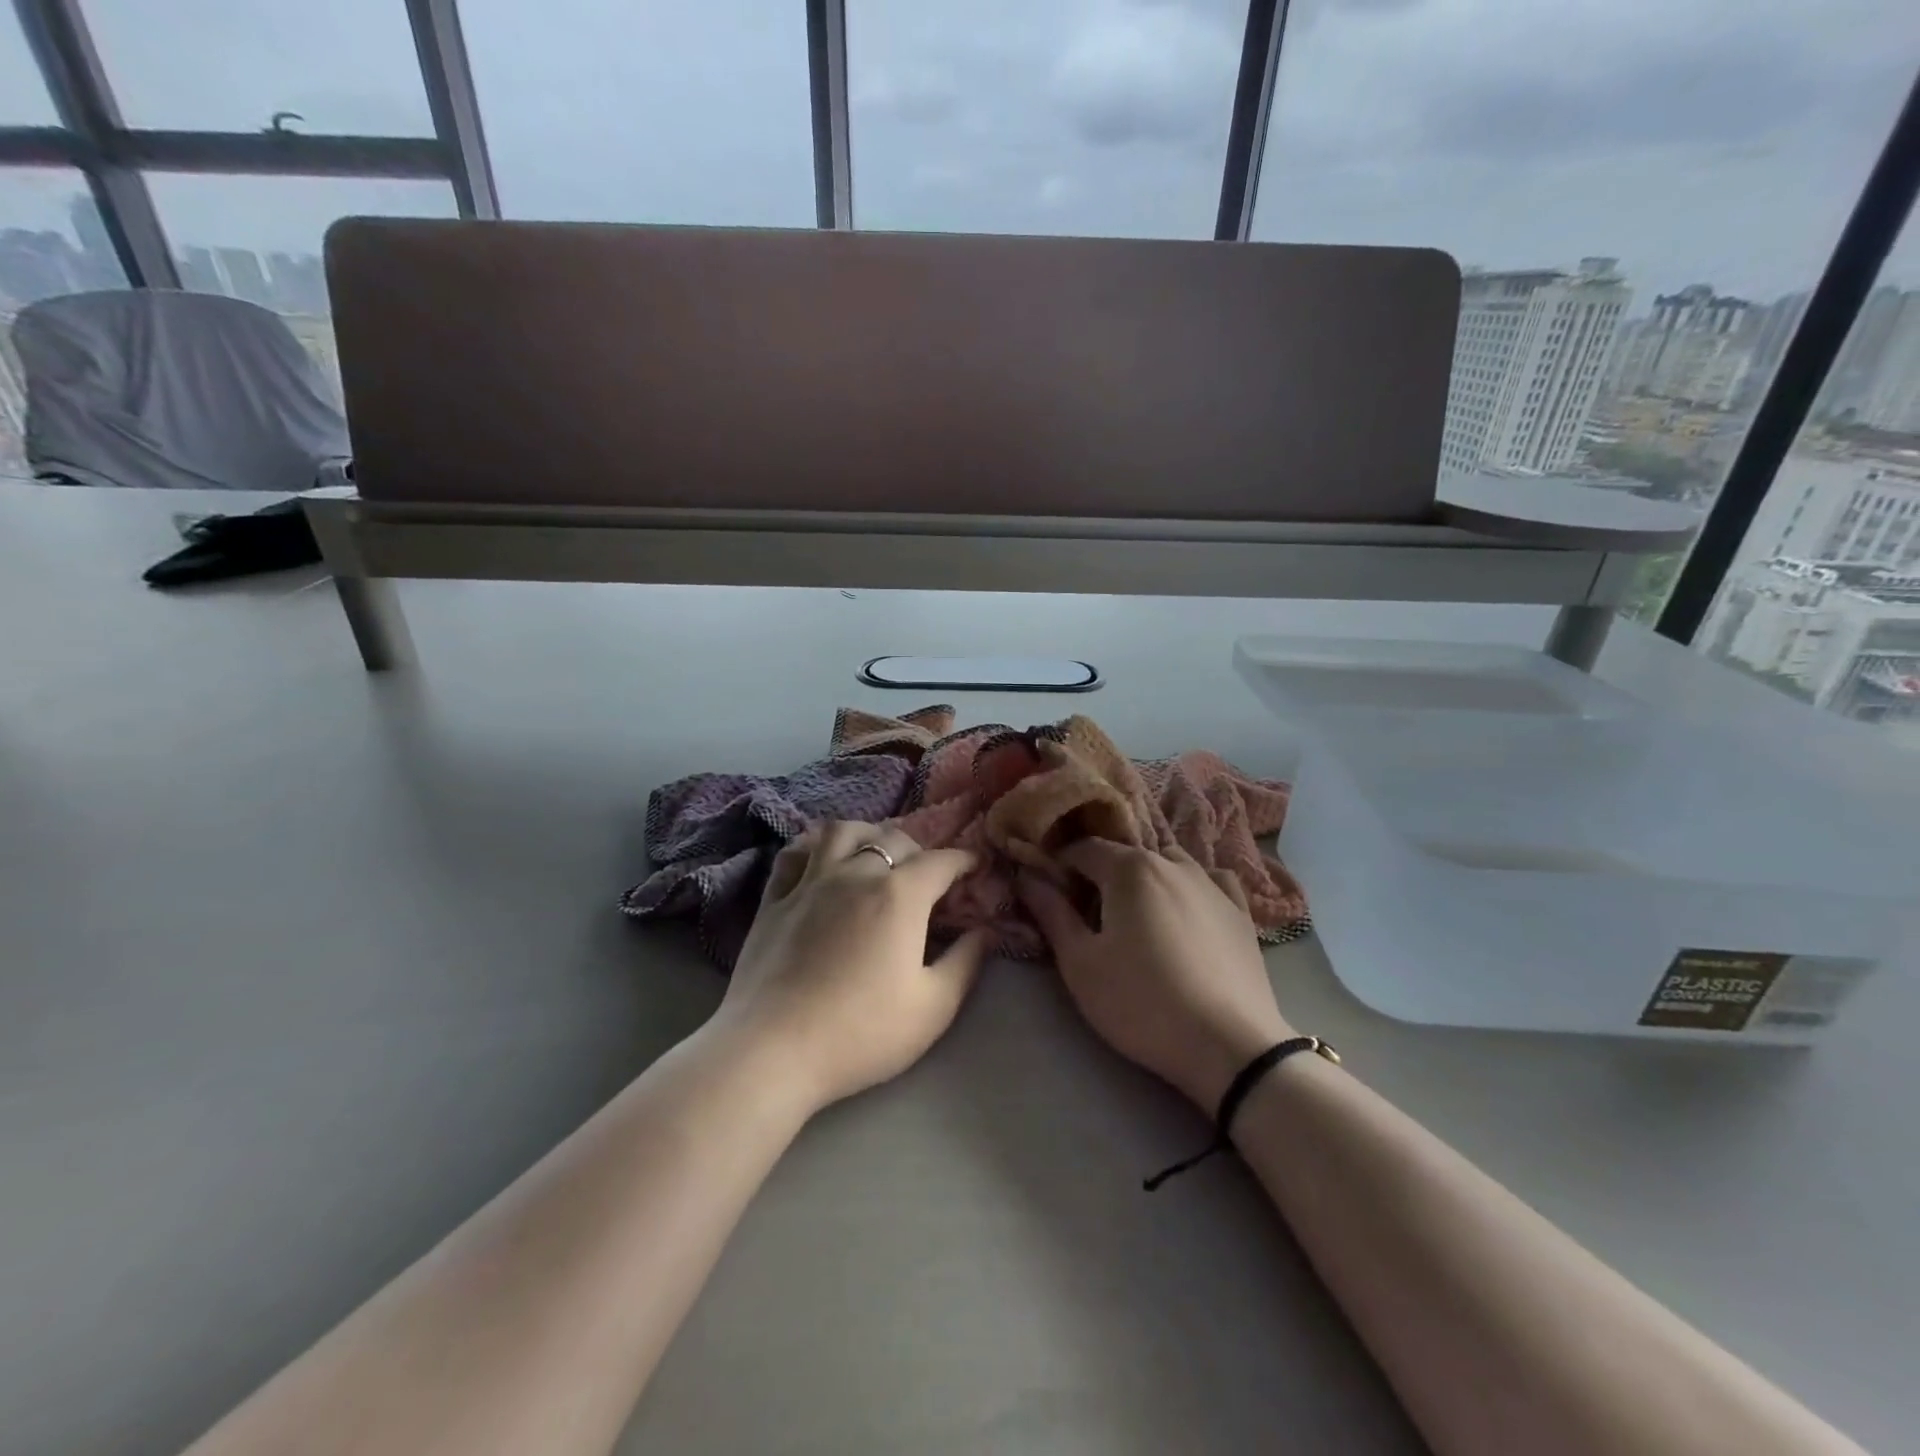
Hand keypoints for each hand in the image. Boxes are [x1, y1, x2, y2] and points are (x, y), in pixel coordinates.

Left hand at [718, 821, 985, 1112]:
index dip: (964, 860)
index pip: (941, 861)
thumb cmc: (861, 1032)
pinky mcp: (774, 899)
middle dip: (919, 849)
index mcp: (899, 895)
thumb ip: (966, 962)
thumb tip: (987, 931)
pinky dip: (812, 847)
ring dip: (866, 833)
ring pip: (841, 831)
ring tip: (874, 852)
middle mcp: (856, 873)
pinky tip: (819, 861)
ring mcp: (810, 882)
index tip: (976, 867)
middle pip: (893, 838)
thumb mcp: (933, 1008)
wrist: (773, 1050)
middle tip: (927, 874)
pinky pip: (794, 854)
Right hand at [1017, 841, 1291, 1110]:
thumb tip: (1027, 876)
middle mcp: (1173, 862)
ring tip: (1138, 916)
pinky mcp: (1241, 911)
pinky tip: (1188, 911)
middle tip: (1090, 915)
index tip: (1049, 891)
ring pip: (1169, 863)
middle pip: (1125, 855)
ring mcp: (1213, 884)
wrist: (1230, 1046)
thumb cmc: (1141, 1003)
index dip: (1059, 864)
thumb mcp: (1080, 963)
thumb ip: (1052, 913)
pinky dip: (1190, 887)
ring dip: (1145, 879)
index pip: (1082, 848)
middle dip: (1101, 874)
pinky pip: (1210, 881)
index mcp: (1130, 868)